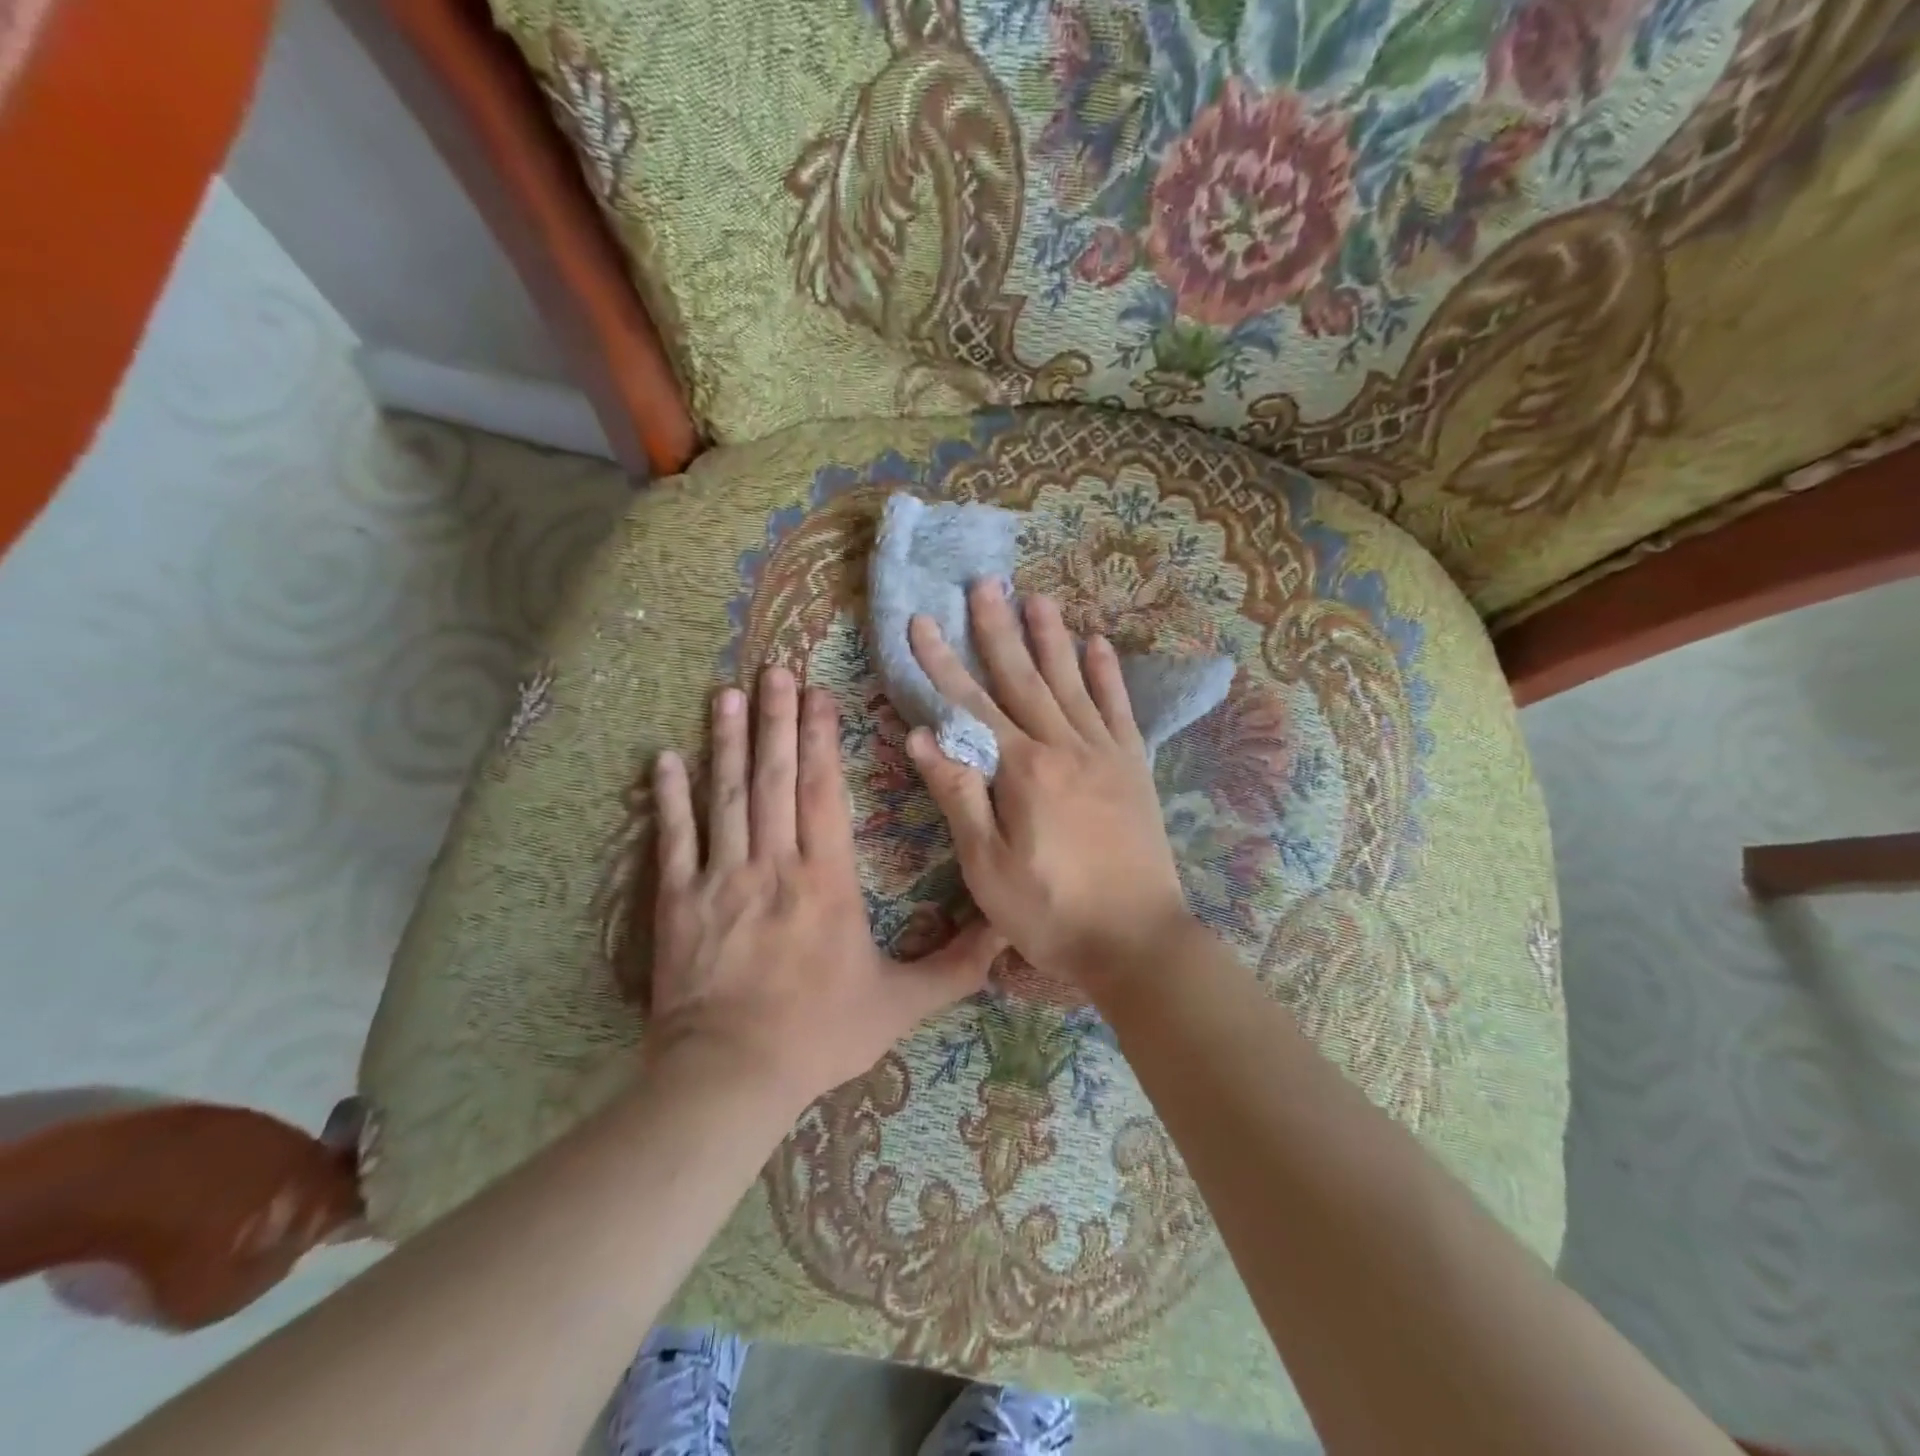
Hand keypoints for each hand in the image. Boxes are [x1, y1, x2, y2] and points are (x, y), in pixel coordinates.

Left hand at [647, 667, 1003, 1107]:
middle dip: (777, 720)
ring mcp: (721, 878)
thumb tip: (1009, 931)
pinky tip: (665, 758)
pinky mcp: (679, 902)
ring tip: (729, 694)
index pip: (823, 792)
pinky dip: (669, 798)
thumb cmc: (820, 1036)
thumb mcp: (902, 1004)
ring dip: (728, 741)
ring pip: (727, 796)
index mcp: (826, 880)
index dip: (820, 738)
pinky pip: (674, 840)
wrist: (731, 1076)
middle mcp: (774, 864)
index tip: (819, 695)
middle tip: (775, 670)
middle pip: (775, 778)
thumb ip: (957, 966)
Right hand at [905, 580, 1194, 987]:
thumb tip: (921, 736)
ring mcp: (1105, 753)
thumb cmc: (1051, 912)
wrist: (1138, 940)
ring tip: (1037, 597)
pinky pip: (1118, 709)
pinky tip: (1098, 644)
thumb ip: (959, 795)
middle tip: (983, 583)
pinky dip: (1107, 674)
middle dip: (997, 629)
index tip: (921, 623)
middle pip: (1023, 677)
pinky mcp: (1133, 768)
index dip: (941, 663)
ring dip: (1051, 637)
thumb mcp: (988, 867)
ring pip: (1071, 681)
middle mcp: (1064, 747)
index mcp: (1023, 770)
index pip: (971, 704)